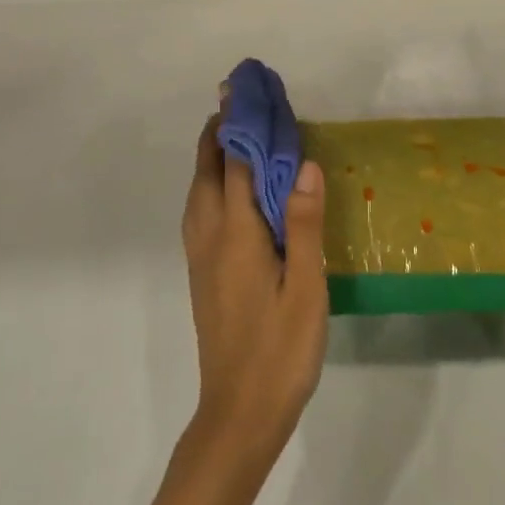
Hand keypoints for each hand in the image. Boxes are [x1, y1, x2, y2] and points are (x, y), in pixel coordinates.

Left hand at [179, 109, 328, 473]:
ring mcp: (201, 255)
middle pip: (207, 170)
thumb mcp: (306, 288)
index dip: (241, 123)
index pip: (234, 163)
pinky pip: (201, 210)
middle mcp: (209, 236)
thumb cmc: (280, 350)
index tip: (247, 91)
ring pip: (199, 190)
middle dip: (220, 131)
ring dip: (213, 155)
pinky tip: (232, 189)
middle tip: (244, 104)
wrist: (239, 414)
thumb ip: (303, 225)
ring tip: (237, 134)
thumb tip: (304, 165)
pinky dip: (213, 182)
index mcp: (236, 234)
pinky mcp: (203, 272)